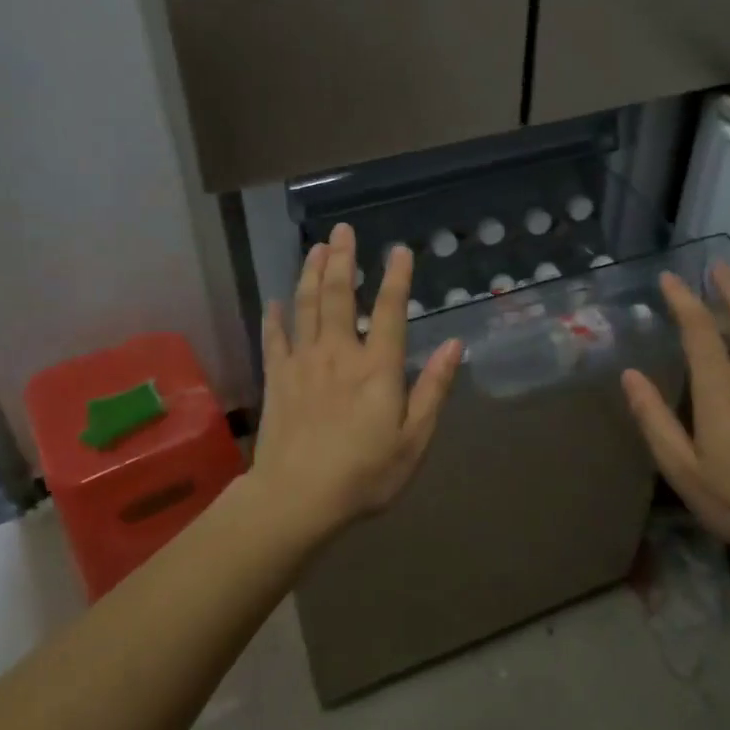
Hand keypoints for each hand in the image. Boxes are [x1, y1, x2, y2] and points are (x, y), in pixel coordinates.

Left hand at [250, 223, 461, 546]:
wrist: (297, 498)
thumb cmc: (364, 474)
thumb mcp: (414, 440)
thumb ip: (433, 390)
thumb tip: (455, 345)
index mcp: (377, 368)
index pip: (389, 311)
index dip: (396, 278)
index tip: (398, 250)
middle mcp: (339, 354)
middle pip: (338, 296)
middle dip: (342, 260)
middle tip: (342, 230)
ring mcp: (303, 363)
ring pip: (305, 307)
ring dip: (310, 274)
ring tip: (315, 248)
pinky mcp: (277, 379)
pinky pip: (274, 339)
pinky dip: (274, 317)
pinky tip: (274, 300)